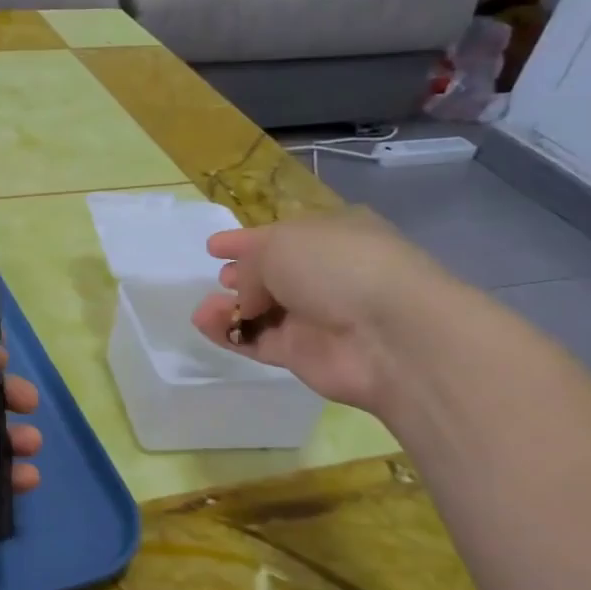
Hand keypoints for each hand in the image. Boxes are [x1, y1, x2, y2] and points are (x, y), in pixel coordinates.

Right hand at [188, 208, 460, 413]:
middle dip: (244, 276)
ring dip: (231, 307)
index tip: (214, 247)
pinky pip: (258, 341)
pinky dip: (230, 334)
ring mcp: (316, 317)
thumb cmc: (338, 267)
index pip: (282, 236)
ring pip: (263, 310)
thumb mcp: (282, 244)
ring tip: (204, 309)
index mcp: (332, 235)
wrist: (386, 334)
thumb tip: (247, 293)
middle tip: (221, 278)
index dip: (247, 240)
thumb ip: (251, 263)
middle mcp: (326, 274)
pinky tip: (206, 324)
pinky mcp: (303, 354)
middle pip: (274, 275)